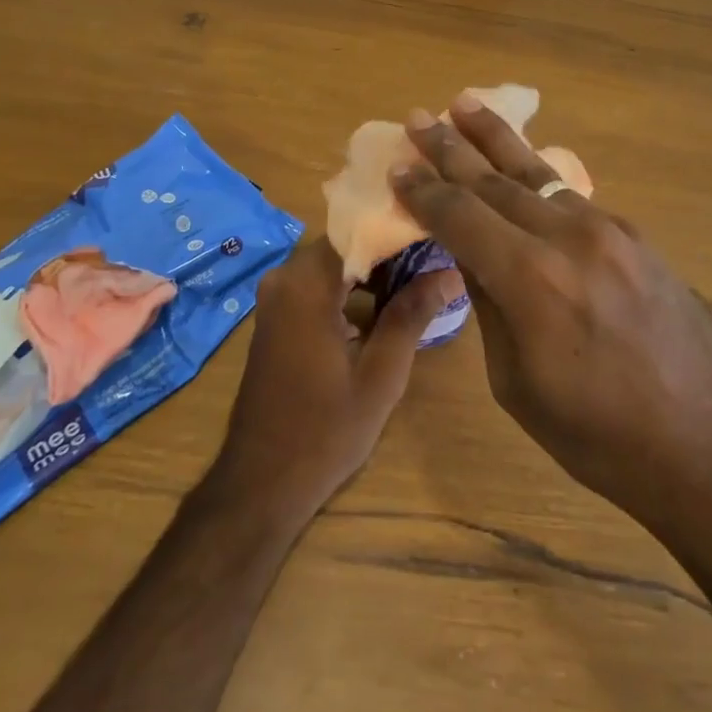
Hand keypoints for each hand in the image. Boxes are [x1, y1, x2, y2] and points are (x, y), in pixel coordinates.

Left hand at [215, 238, 461, 519]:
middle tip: (438, 253)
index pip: (359, 229)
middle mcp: (285, 277)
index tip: (439, 230)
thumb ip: (412, 315)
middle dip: (390, 247)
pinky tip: (387, 302)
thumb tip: (450, 272)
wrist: (261, 483)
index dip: (399, 228)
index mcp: (306, 284)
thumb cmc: (324, 431)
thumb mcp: (380, 375)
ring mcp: (277, 296)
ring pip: (334, 261)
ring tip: (422, 274)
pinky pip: (319, 282)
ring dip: (373, 268)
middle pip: (346, 242)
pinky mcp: (277, 314)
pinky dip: (351, 285)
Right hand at [392, 97, 711, 536]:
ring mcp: (609, 230)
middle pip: (495, 180)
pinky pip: (571, 197)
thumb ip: (489, 305)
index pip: (461, 217)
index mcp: (531, 280)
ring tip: (465, 104)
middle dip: (451, 148)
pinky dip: (537, 178)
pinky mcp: (636, 236)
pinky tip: (521, 167)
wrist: (710, 447)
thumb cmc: (599, 437)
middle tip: (419, 117)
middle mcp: (569, 237)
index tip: (397, 170)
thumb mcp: (518, 383)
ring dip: (496, 140)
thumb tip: (470, 253)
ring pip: (538, 173)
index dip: (425, 192)